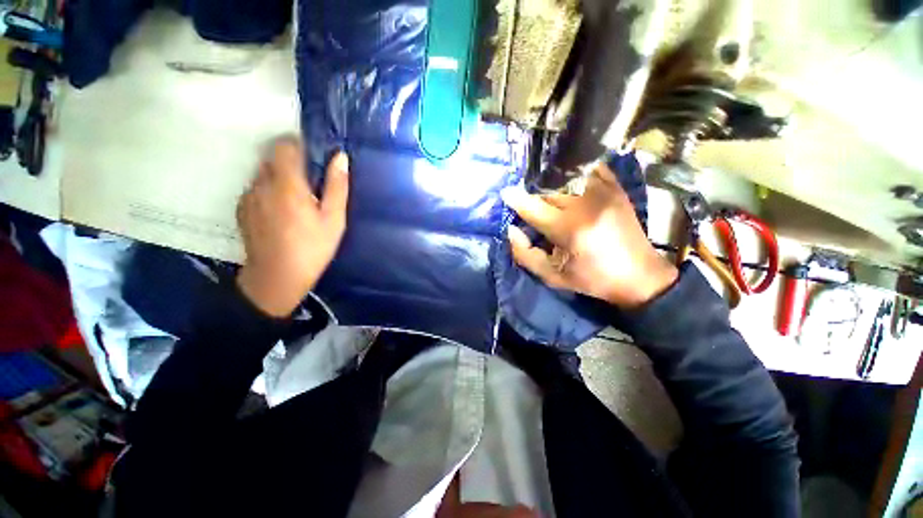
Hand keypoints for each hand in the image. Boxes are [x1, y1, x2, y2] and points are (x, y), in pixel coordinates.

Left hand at [236, 138, 349, 316]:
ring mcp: (248, 196)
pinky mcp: (242, 208)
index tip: (314, 158)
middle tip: (310, 184)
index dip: (299, 145)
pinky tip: (281, 212)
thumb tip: (340, 157)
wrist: (277, 277)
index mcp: (287, 185)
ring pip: (263, 173)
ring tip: (296, 201)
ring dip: (279, 177)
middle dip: (291, 163)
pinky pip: (256, 188)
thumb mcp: (334, 220)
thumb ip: (337, 186)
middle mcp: (262, 184)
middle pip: (272, 157)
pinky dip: (268, 191)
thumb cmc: (312, 248)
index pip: (284, 146)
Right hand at [501, 162, 677, 307]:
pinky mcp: (616, 190)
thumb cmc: (592, 279)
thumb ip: (525, 254)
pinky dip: (576, 178)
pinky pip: (589, 172)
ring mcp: (603, 193)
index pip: (532, 207)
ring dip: (553, 193)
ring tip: (554, 206)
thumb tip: (511, 230)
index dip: (515, 199)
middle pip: (547, 194)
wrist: (640, 276)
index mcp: (568, 228)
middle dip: (536, 203)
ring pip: (564, 184)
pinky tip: (572, 188)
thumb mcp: (552, 276)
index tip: (505, 193)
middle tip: (536, 216)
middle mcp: (585, 204)